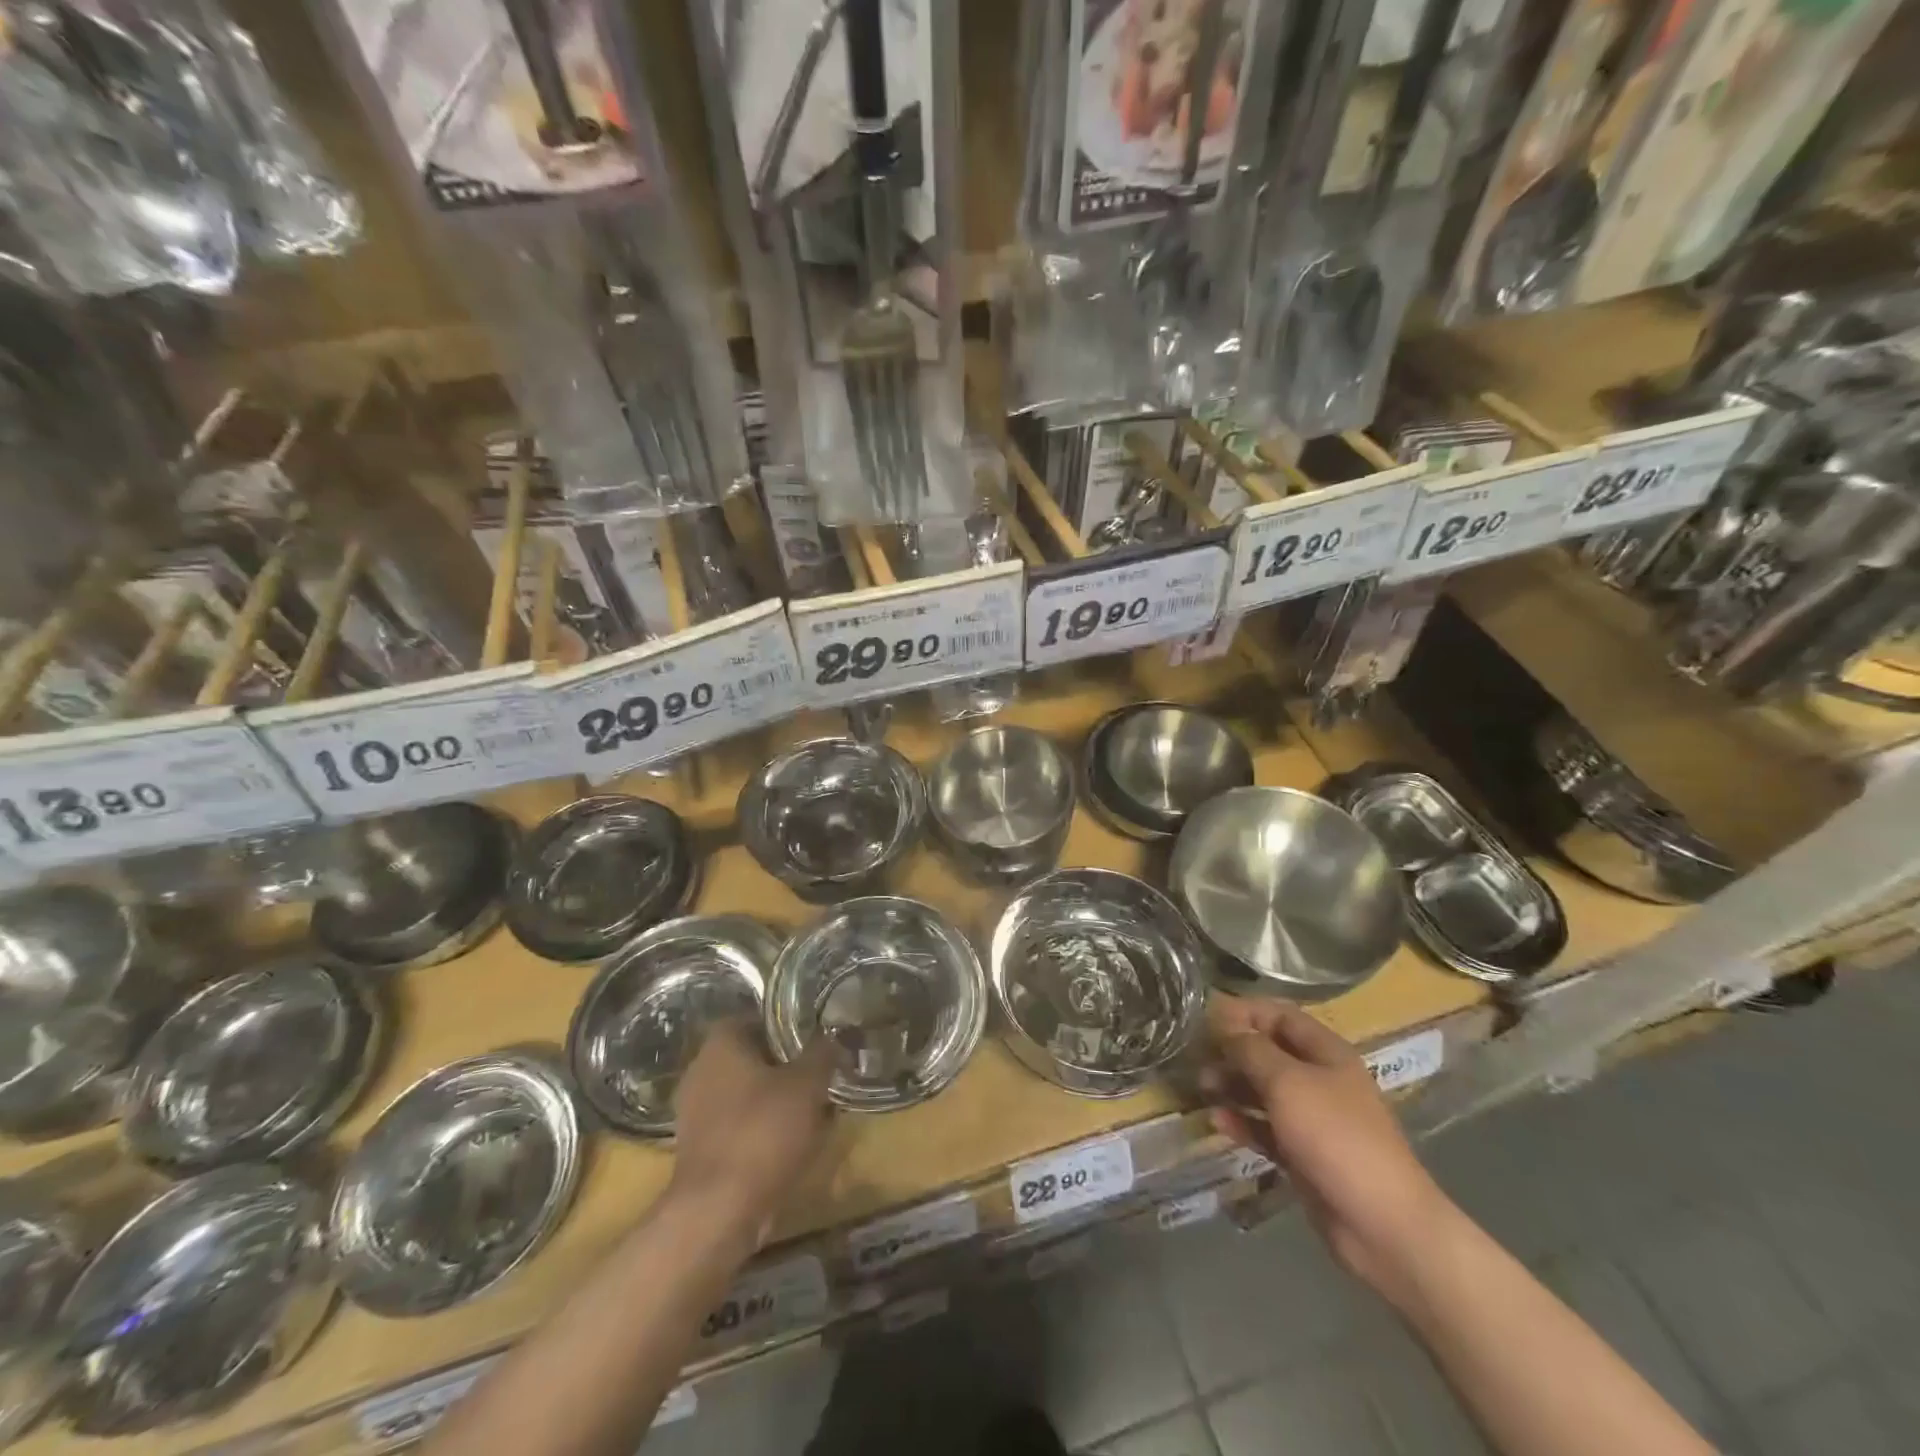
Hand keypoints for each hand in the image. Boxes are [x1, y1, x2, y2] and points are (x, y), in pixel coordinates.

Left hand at [668, 1021, 835, 1237]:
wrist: (718, 1213)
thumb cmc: (762, 1132)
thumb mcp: (807, 1084)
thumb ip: (822, 1053)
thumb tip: (833, 1035)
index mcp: (720, 1045)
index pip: (754, 1017)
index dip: (785, 1025)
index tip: (814, 1038)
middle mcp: (700, 1071)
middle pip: (751, 1057)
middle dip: (785, 1066)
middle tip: (820, 1074)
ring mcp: (695, 1114)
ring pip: (747, 1094)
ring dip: (777, 1101)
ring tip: (814, 1112)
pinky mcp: (700, 1151)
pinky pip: (740, 1127)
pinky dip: (764, 1131)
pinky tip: (794, 1145)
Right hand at [1204, 998, 1448, 1297]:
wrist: (1382, 1224)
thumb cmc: (1335, 1136)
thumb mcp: (1287, 1082)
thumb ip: (1250, 1049)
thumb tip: (1223, 1023)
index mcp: (1326, 1052)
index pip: (1279, 1015)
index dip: (1243, 1011)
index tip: (1205, 1017)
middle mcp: (1320, 1079)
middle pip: (1269, 1052)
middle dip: (1232, 1051)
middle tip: (1197, 1058)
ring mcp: (1313, 1119)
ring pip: (1264, 1091)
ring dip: (1232, 1086)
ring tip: (1202, 1090)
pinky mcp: (1304, 1155)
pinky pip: (1266, 1129)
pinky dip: (1243, 1123)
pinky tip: (1217, 1123)